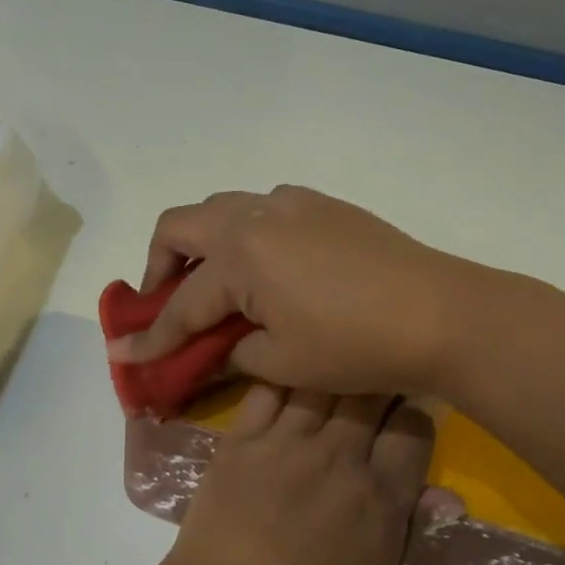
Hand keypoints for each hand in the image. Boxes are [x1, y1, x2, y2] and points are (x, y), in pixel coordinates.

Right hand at [109, 186, 473, 396]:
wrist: (441, 313)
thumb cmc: (355, 345)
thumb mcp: (282, 362)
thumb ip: (230, 352)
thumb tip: (203, 354)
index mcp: (239, 255)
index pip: (181, 303)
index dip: (152, 337)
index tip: (123, 354)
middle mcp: (255, 215)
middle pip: (180, 226)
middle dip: (159, 264)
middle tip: (164, 301)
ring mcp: (291, 203)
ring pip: (221, 207)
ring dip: (201, 241)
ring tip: (210, 280)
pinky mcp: (321, 204)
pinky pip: (263, 206)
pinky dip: (244, 231)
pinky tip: (264, 265)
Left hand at [152, 386, 433, 564]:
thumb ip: (410, 532)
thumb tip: (447, 497)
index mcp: (381, 495)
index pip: (413, 430)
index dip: (415, 415)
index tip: (406, 414)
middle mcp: (339, 456)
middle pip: (368, 395)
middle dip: (375, 380)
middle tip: (370, 378)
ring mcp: (287, 442)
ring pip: (317, 382)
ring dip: (328, 372)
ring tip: (327, 366)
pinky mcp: (242, 439)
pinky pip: (266, 392)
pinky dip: (279, 380)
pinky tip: (282, 376)